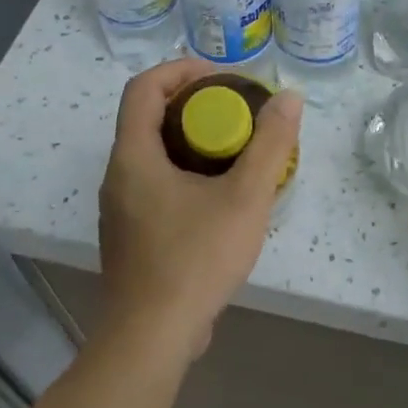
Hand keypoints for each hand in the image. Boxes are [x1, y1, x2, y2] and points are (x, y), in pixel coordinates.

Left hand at [97, 59, 302, 357]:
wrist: (152, 337)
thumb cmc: (195, 260)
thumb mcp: (245, 199)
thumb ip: (270, 145)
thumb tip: (289, 98)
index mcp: (133, 157)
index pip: (143, 87)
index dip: (182, 70)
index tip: (224, 78)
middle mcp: (118, 176)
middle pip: (148, 118)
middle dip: (194, 106)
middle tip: (238, 113)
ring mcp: (120, 209)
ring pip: (153, 155)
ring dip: (191, 142)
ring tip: (236, 153)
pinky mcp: (130, 236)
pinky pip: (155, 186)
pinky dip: (185, 174)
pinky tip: (220, 199)